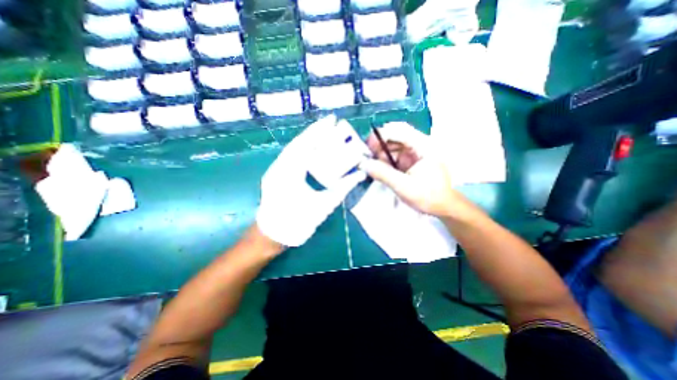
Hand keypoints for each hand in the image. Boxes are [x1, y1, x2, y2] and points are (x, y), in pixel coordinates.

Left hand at [257, 115, 367, 246]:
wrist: (273, 235)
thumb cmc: (298, 223)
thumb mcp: (324, 205)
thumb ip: (343, 188)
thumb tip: (361, 174)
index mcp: (289, 173)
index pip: (305, 145)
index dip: (319, 131)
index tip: (331, 120)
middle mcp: (278, 166)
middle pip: (298, 143)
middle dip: (314, 131)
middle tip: (330, 123)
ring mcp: (274, 169)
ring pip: (292, 149)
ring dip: (308, 139)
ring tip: (323, 131)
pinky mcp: (275, 174)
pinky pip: (290, 157)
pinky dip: (302, 149)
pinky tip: (312, 147)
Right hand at [363, 123, 476, 220]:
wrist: (444, 208)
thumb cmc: (429, 196)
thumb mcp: (404, 186)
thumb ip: (383, 174)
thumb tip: (364, 164)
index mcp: (423, 146)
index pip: (400, 130)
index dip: (382, 134)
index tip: (367, 144)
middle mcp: (419, 145)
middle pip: (396, 136)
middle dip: (379, 145)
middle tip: (366, 156)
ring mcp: (415, 153)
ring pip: (393, 147)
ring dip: (380, 154)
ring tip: (370, 164)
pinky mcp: (411, 162)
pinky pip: (395, 156)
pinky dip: (385, 161)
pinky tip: (378, 168)